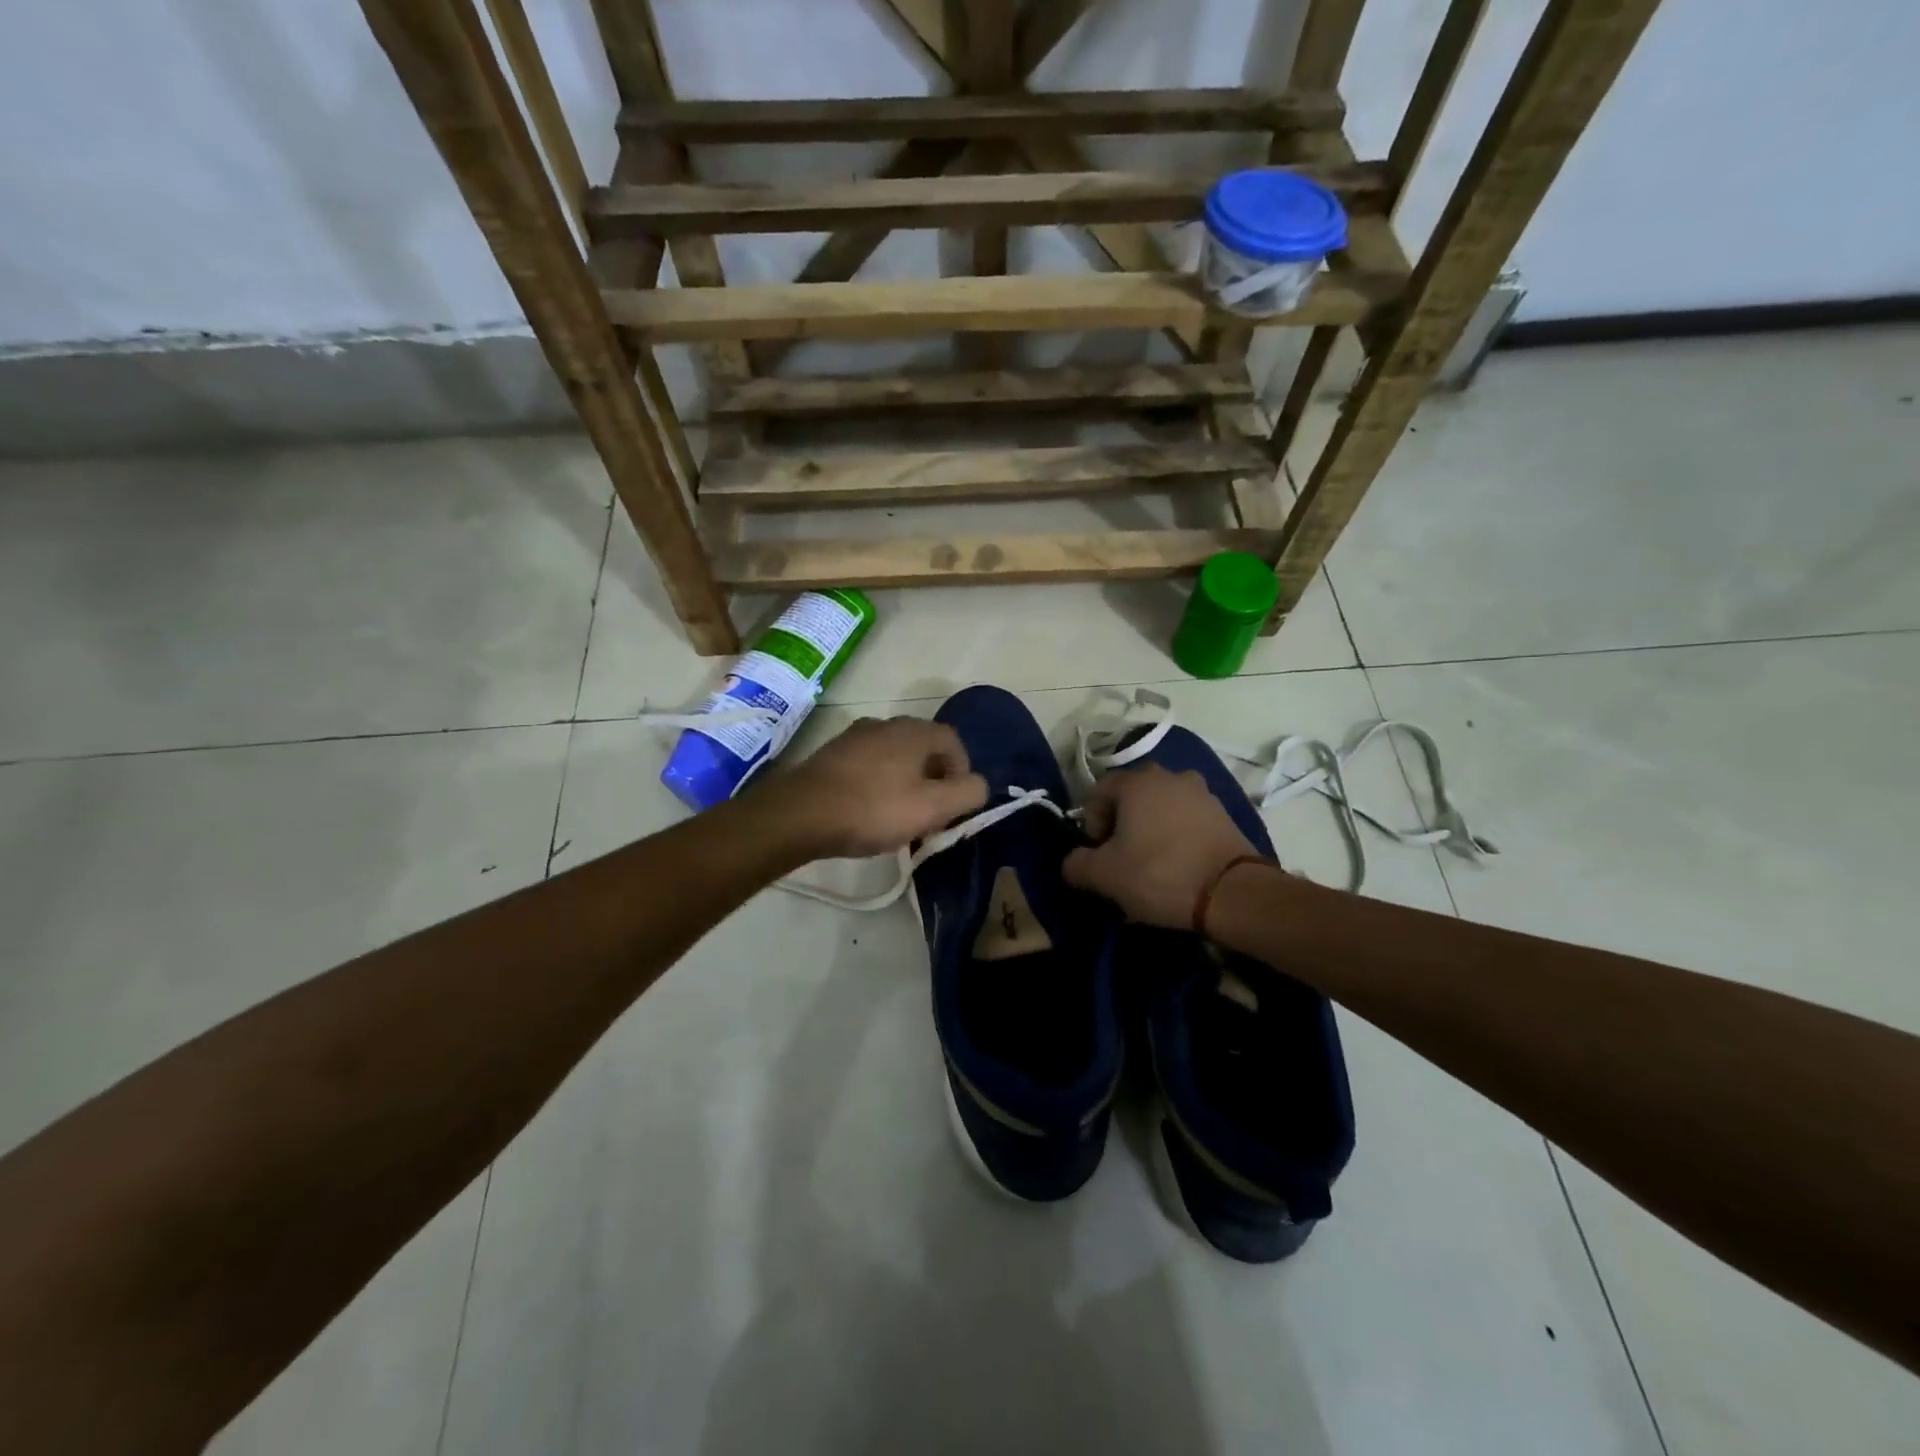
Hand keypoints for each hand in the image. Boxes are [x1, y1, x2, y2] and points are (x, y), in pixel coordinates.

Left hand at [760, 716, 988, 859]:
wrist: (801, 813)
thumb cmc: (873, 809)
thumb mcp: (933, 808)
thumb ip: (967, 793)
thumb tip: (979, 784)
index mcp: (914, 731)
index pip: (954, 742)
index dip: (962, 773)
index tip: (955, 806)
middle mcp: (886, 723)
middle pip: (924, 748)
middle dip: (934, 779)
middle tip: (930, 814)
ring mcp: (855, 736)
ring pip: (895, 756)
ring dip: (905, 782)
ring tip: (899, 817)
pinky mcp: (831, 754)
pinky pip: (868, 765)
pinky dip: (878, 783)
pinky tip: (867, 811)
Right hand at [1063, 765, 1261, 927]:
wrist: (1232, 893)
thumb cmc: (1159, 874)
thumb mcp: (1104, 876)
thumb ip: (1076, 864)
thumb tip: (1073, 862)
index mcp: (1137, 781)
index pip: (1097, 792)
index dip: (1090, 824)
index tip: (1099, 854)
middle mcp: (1169, 776)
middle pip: (1129, 798)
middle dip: (1120, 827)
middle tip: (1122, 861)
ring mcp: (1201, 793)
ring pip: (1159, 809)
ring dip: (1149, 831)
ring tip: (1151, 867)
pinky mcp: (1223, 815)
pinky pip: (1186, 821)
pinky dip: (1176, 837)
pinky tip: (1177, 867)